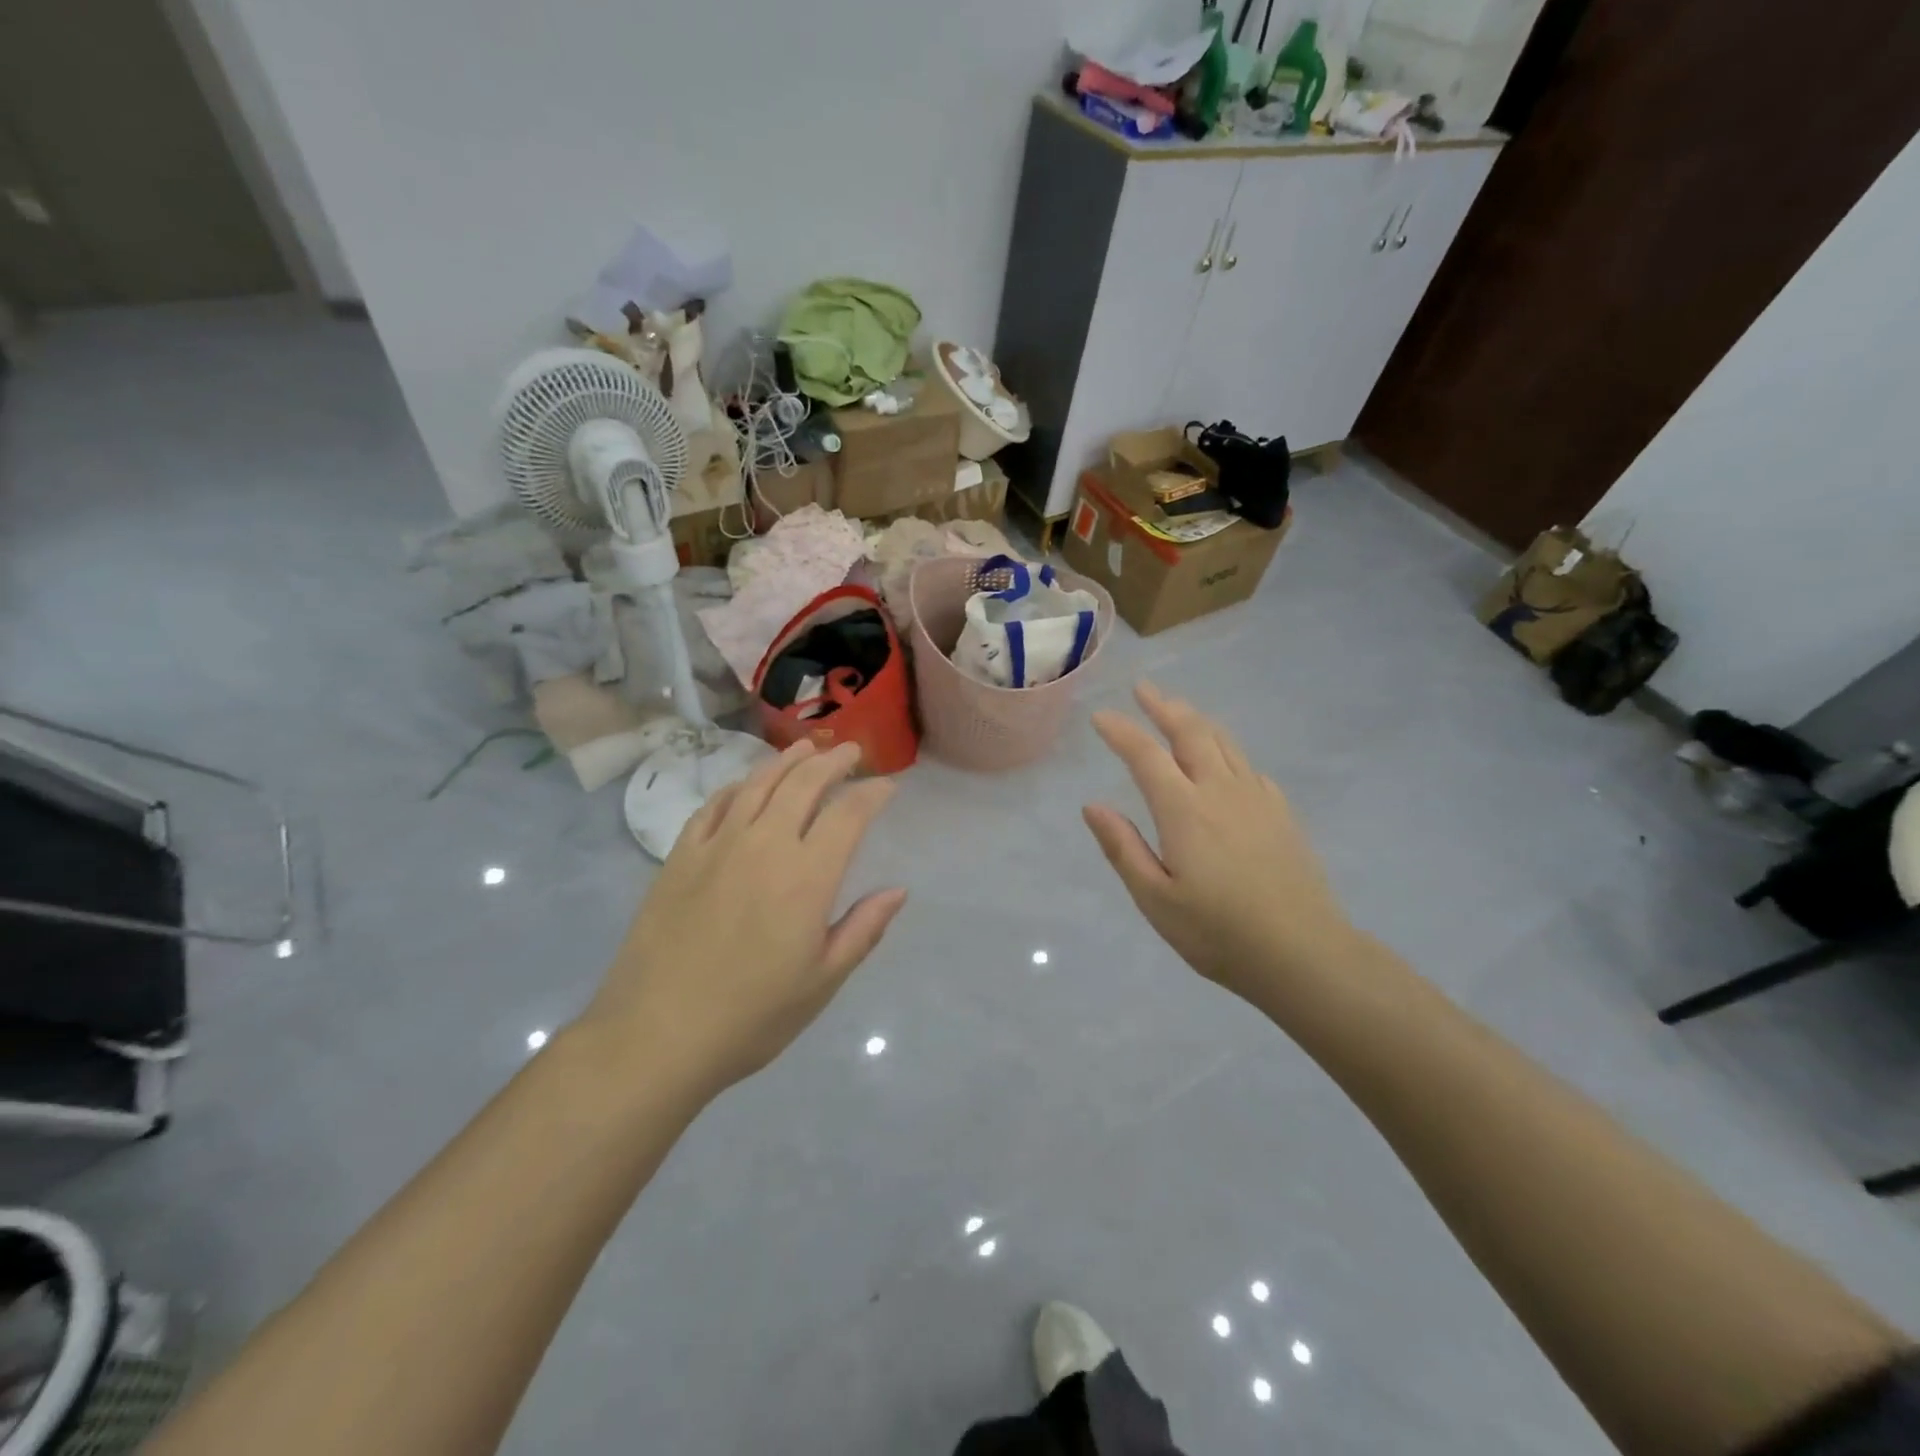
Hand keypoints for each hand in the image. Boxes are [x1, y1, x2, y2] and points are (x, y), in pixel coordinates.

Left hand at [585, 740, 907, 1099]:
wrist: (656, 1035)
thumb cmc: (752, 1016)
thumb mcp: (823, 982)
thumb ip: (863, 929)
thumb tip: (898, 890)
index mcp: (806, 876)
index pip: (849, 814)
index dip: (873, 793)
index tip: (888, 786)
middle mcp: (764, 845)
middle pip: (804, 784)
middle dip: (834, 762)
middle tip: (852, 752)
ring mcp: (717, 845)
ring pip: (759, 784)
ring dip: (789, 760)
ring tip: (808, 748)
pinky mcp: (680, 856)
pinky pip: (714, 805)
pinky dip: (739, 786)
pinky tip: (748, 784)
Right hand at [1084, 683, 1360, 1010]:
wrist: (1304, 953)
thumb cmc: (1219, 933)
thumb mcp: (1156, 899)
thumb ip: (1123, 848)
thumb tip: (1092, 805)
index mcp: (1184, 810)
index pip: (1145, 755)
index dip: (1121, 731)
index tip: (1101, 716)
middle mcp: (1221, 791)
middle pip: (1191, 733)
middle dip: (1164, 706)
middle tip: (1144, 688)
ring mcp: (1257, 799)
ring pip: (1224, 742)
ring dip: (1196, 719)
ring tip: (1178, 709)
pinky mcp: (1281, 813)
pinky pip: (1248, 765)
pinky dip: (1226, 749)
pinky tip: (1224, 759)